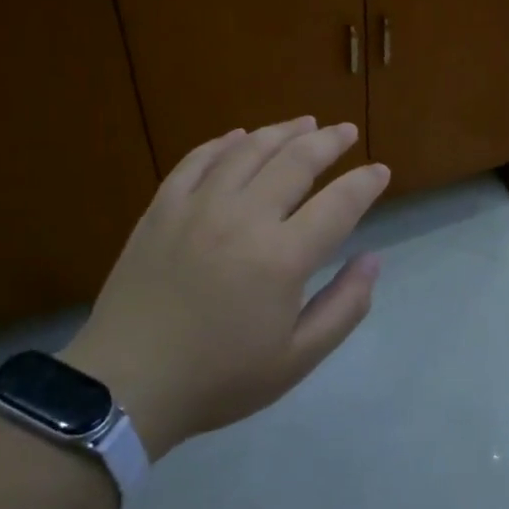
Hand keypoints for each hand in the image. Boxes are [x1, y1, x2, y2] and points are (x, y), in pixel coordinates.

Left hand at [59, 118, 389, 458]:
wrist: (127, 385)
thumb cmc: (219, 378)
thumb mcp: (297, 359)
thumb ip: (344, 306)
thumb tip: (373, 259)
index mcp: (282, 257)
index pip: (339, 203)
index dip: (365, 183)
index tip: (380, 171)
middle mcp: (244, 218)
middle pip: (296, 161)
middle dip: (329, 142)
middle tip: (346, 132)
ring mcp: (198, 207)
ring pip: (249, 150)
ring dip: (282, 131)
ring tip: (305, 123)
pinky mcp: (162, 209)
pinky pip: (197, 161)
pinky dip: (223, 143)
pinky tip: (238, 137)